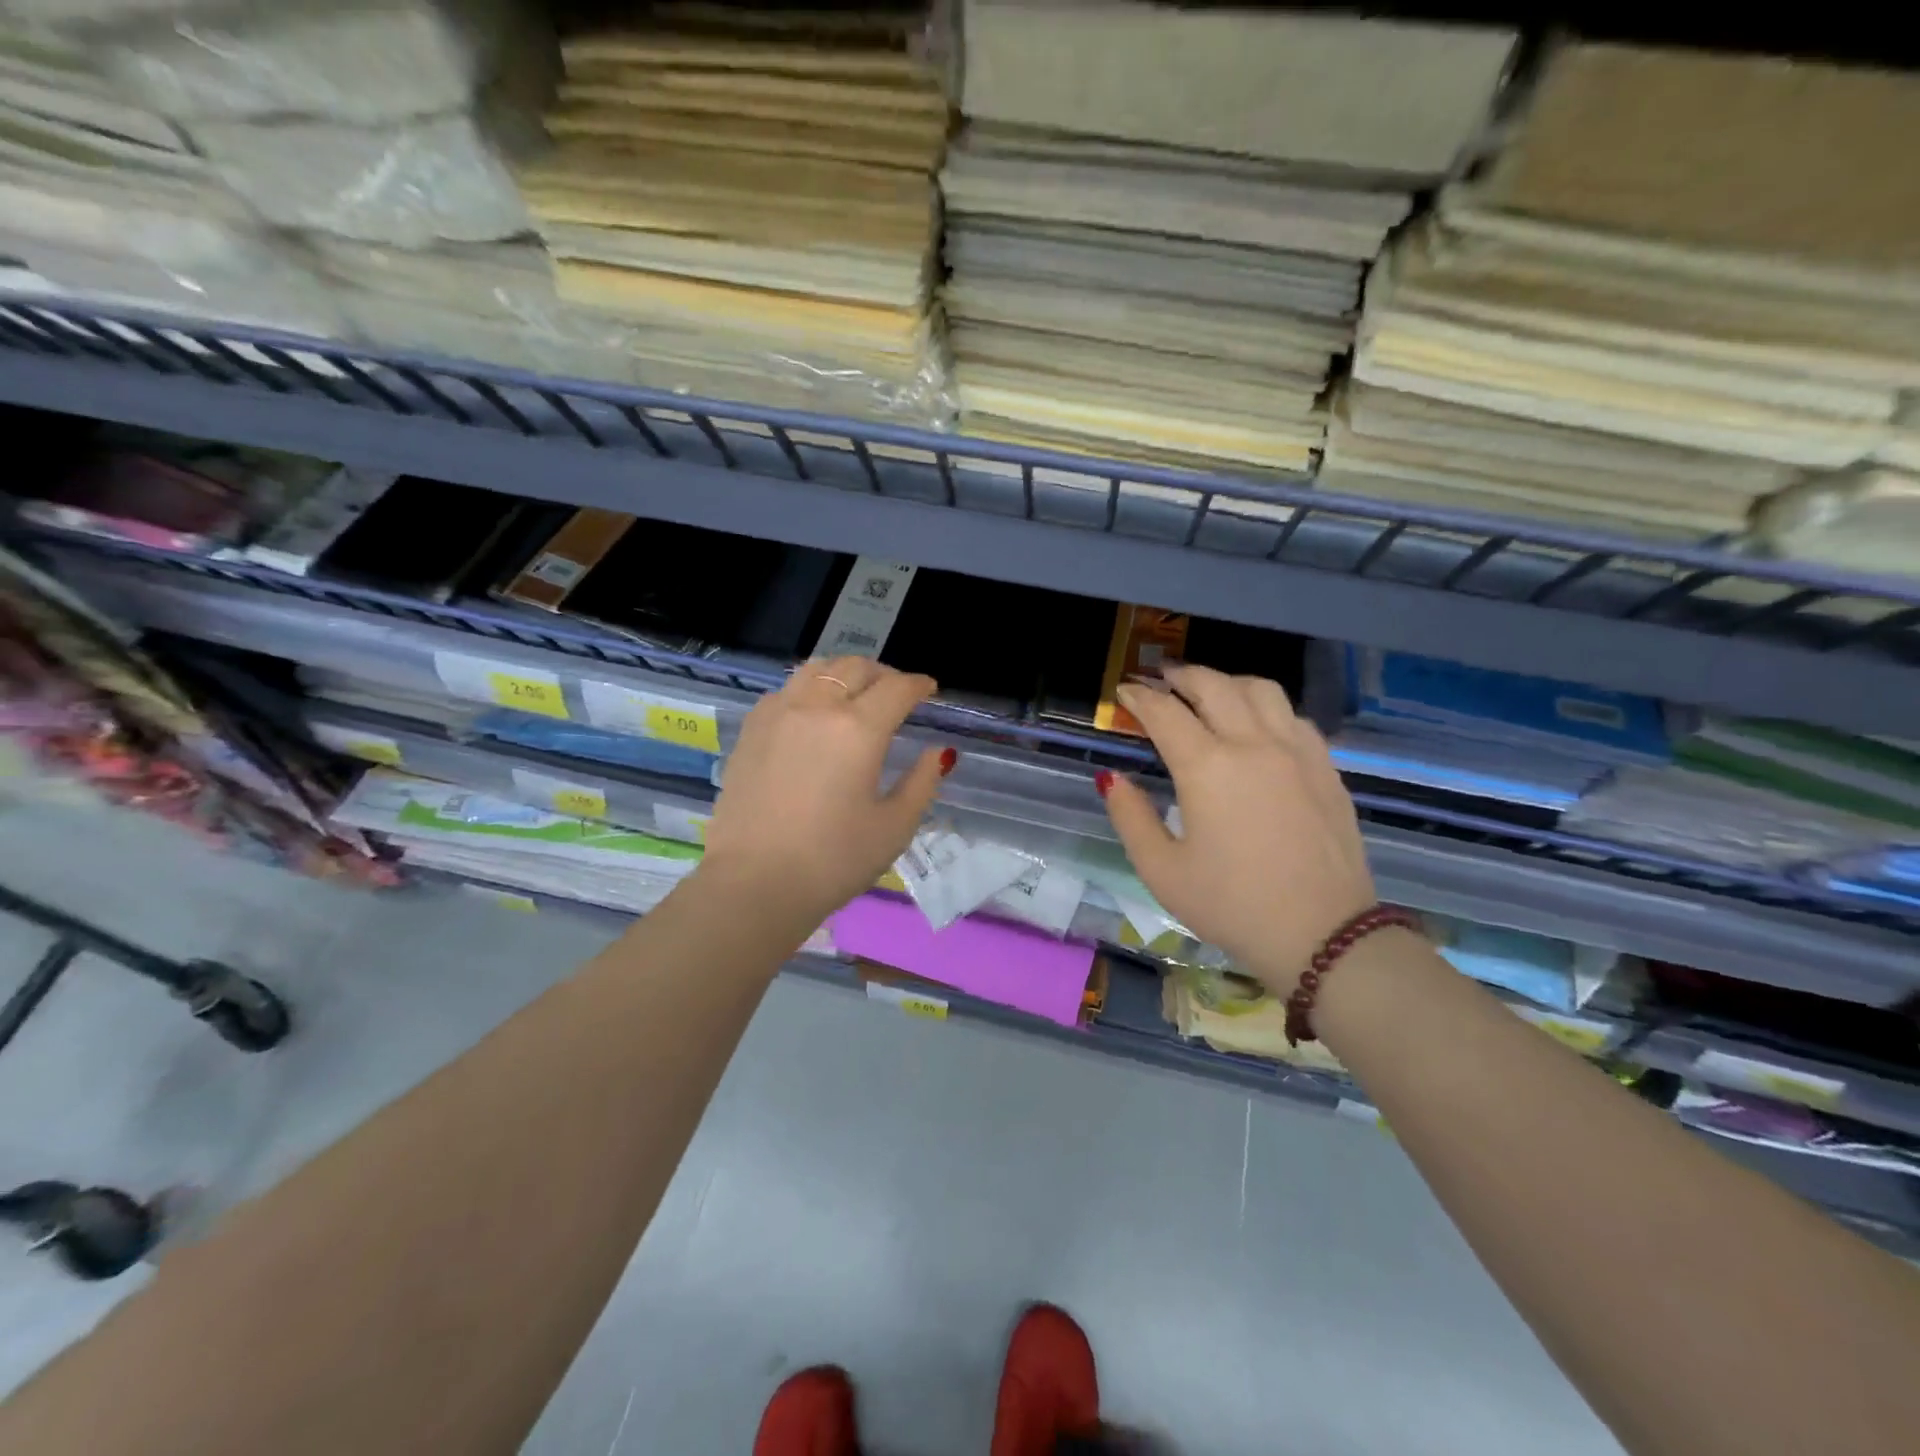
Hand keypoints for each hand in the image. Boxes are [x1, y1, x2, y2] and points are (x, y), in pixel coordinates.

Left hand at [698, 656, 950, 926]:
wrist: (754, 883)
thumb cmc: (833, 861)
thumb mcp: (894, 827)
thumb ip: (922, 782)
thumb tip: (938, 753)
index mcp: (858, 729)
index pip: (897, 688)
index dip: (919, 685)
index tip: (929, 690)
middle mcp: (816, 708)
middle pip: (855, 668)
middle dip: (883, 674)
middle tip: (896, 693)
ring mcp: (778, 714)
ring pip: (816, 669)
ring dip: (844, 673)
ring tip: (855, 693)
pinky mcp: (751, 730)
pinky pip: (786, 690)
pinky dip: (809, 689)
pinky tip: (813, 714)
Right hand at [1101, 665, 1375, 992]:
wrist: (1323, 935)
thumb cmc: (1232, 906)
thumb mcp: (1161, 871)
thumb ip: (1129, 817)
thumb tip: (1112, 777)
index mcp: (1207, 767)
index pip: (1164, 712)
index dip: (1139, 697)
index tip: (1125, 692)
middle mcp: (1253, 744)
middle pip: (1214, 685)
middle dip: (1181, 675)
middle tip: (1161, 678)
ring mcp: (1297, 751)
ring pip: (1261, 689)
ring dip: (1227, 682)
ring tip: (1209, 692)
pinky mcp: (1326, 767)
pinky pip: (1292, 715)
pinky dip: (1265, 706)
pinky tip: (1258, 725)